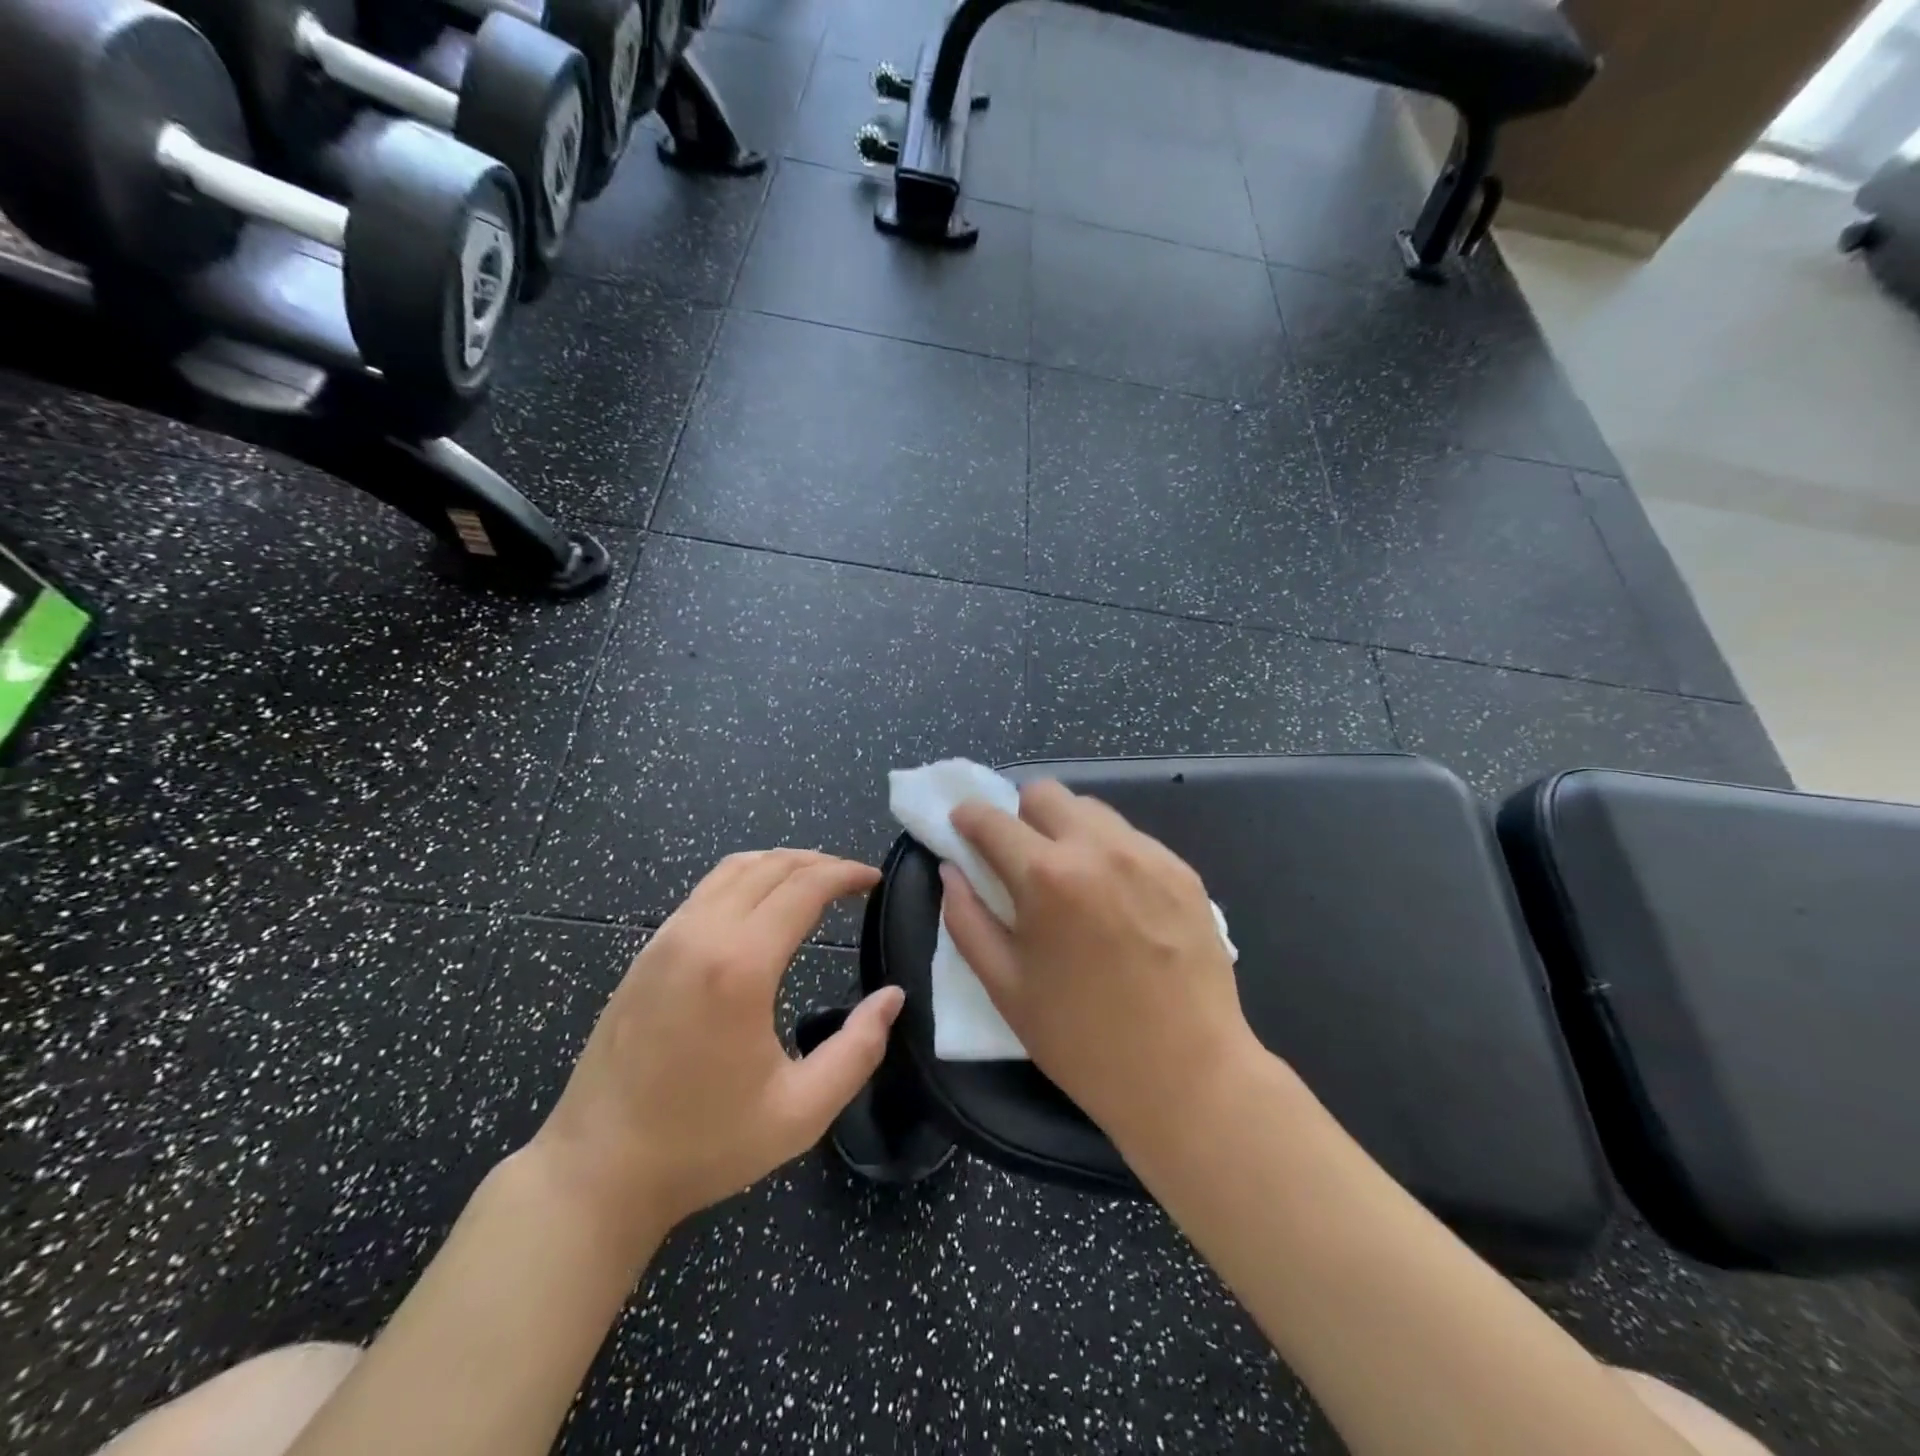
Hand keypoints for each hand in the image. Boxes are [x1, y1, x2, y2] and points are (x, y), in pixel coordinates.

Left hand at [532, 850, 902, 1244]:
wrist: (596, 1171)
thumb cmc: (704, 1145)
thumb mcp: (800, 1112)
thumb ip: (858, 1049)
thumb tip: (892, 997)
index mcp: (741, 965)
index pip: (804, 887)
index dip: (846, 874)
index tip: (876, 879)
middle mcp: (701, 934)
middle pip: (770, 866)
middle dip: (819, 863)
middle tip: (854, 880)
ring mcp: (667, 938)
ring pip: (733, 869)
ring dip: (781, 864)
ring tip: (814, 882)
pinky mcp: (646, 952)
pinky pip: (704, 890)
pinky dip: (745, 879)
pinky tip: (759, 906)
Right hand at [944, 782, 1258, 1153]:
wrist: (1187, 1076)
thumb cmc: (1081, 1040)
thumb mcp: (1004, 986)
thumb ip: (966, 919)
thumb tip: (952, 869)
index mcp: (1045, 876)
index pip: (992, 819)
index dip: (968, 817)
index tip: (962, 827)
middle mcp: (1098, 848)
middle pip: (1044, 793)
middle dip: (1020, 815)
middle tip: (1020, 859)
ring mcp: (1148, 855)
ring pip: (1091, 810)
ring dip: (1066, 830)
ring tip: (1072, 880)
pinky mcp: (1183, 871)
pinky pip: (1131, 838)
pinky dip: (1109, 852)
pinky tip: (1115, 901)